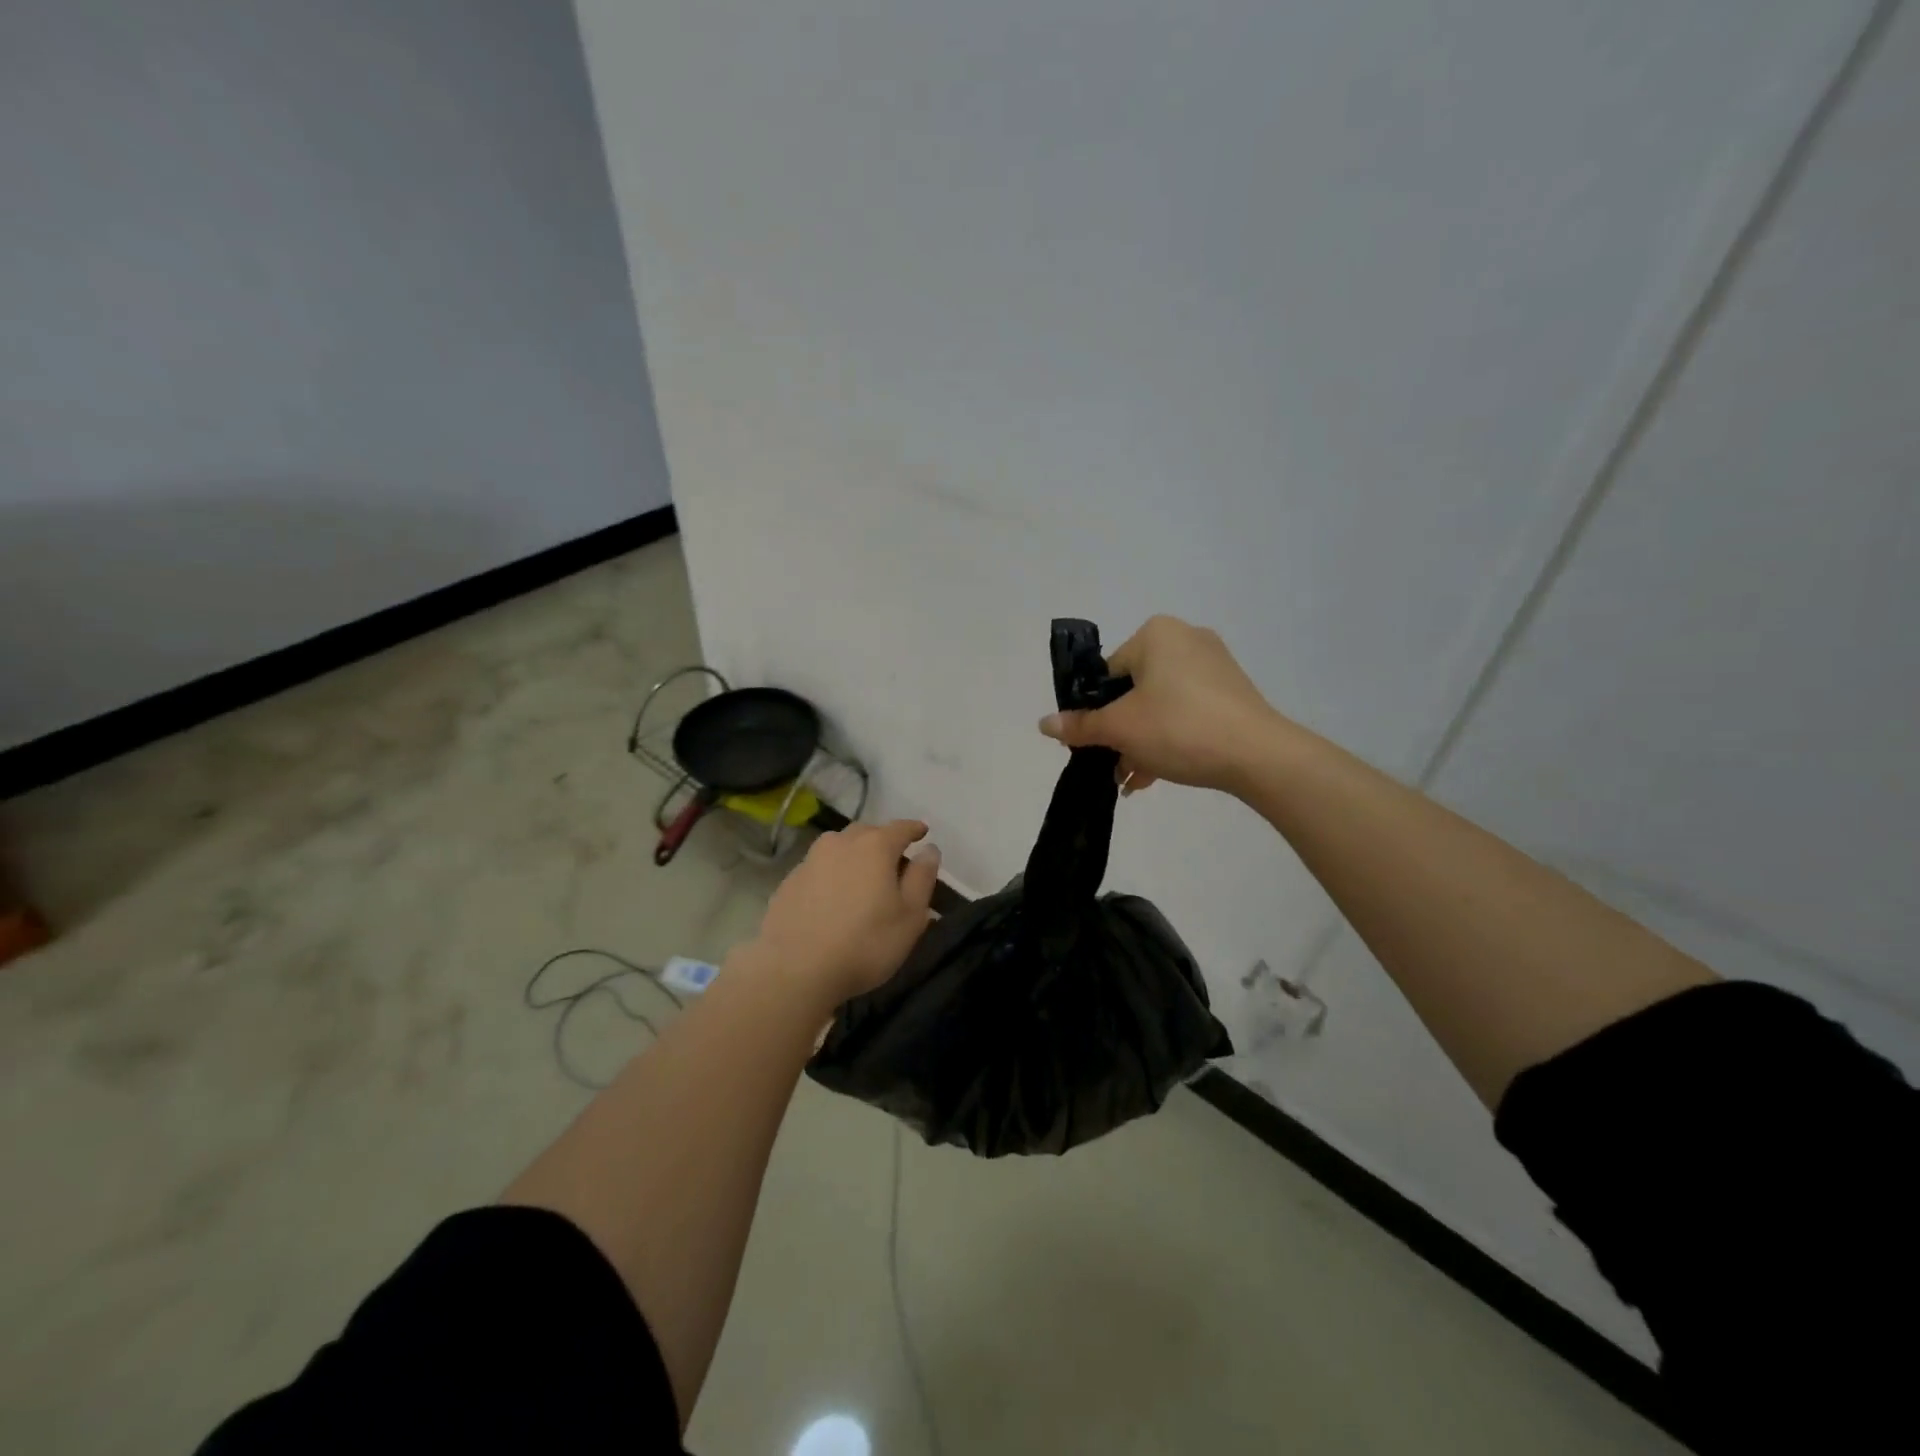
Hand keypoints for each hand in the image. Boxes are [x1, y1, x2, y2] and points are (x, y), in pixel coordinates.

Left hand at [750, 820, 939, 1006]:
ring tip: (861, 877)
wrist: (795, 970)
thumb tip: (929, 850)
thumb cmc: (865, 943)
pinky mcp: (789, 882)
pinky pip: (818, 869)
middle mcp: (840, 843)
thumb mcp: (910, 916)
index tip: (922, 833)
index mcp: (875, 846)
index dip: (914, 830)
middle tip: (893, 861)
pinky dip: (831, 875)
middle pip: (867, 833)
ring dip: (854, 855)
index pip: (900, 828)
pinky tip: (832, 898)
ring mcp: (810, 860)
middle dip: (883, 841)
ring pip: (838, 848)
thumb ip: (922, 878)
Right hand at [1039, 615, 1282, 794]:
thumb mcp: (1120, 728)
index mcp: (1156, 634)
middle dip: (1119, 733)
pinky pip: (1186, 712)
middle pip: (1133, 691)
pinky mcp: (1232, 692)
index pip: (1107, 673)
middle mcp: (1185, 639)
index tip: (1090, 743)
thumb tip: (1044, 723)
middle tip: (1111, 766)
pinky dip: (1168, 738)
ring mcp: (1213, 666)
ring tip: (1131, 780)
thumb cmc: (1179, 728)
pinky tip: (1154, 775)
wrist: (1258, 755)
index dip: (1093, 711)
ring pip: (1159, 705)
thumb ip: (1080, 726)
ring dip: (1140, 742)